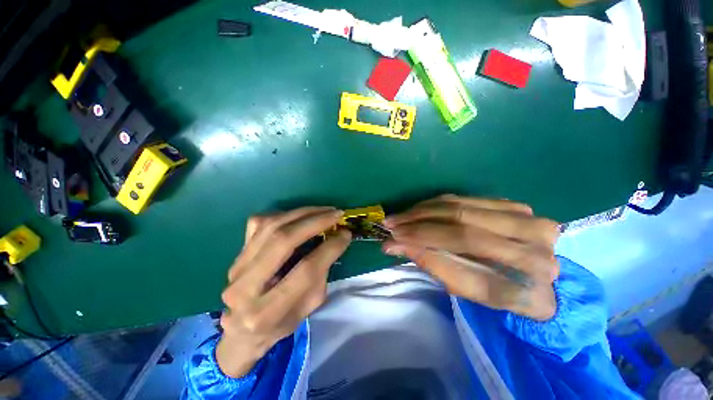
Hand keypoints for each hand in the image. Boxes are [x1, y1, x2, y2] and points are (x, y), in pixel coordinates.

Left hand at [217, 207, 350, 376]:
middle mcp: (245, 287)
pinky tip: (301, 216)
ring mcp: (237, 266)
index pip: (306, 270)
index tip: (346, 234)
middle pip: (284, 240)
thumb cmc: (281, 323)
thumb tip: (335, 240)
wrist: (241, 330)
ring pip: (271, 225)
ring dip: (303, 213)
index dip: (330, 248)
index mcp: (267, 312)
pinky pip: (259, 222)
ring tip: (324, 210)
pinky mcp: (237, 252)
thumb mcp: (308, 308)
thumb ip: (321, 274)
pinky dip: (285, 214)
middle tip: (336, 214)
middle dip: (316, 222)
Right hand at [382, 195, 559, 320]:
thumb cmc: (499, 292)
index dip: (424, 241)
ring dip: (423, 210)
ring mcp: (528, 218)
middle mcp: (536, 245)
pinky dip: (437, 204)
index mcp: (530, 282)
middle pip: (461, 222)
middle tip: (391, 224)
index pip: (465, 251)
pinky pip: (466, 198)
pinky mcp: (515, 205)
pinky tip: (419, 210)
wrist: (535, 277)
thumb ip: (433, 264)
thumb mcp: (466, 290)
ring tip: (400, 217)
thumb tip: (394, 244)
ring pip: (460, 206)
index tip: (392, 239)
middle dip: (418, 222)